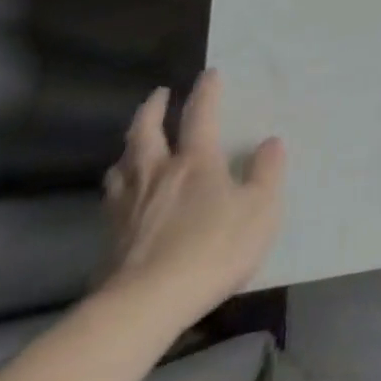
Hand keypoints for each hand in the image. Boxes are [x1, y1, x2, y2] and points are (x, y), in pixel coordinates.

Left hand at [97, 70, 284, 330]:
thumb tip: (271, 142)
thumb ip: (267, 173)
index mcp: (196, 161)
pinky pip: (111, 200)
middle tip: (159, 94)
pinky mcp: (110, 239)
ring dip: (129, 148)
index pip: (200, 115)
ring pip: (122, 165)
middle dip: (152, 109)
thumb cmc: (212, 249)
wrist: (144, 307)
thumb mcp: (260, 210)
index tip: (209, 74)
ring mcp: (128, 206)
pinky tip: (120, 196)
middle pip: (146, 132)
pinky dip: (117, 186)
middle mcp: (158, 173)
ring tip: (133, 144)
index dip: (206, 92)